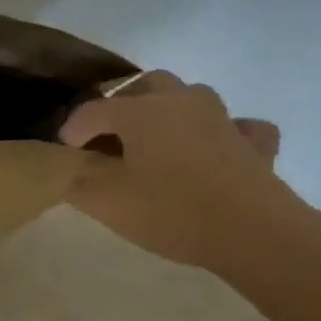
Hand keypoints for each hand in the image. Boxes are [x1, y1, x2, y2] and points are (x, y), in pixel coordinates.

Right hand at [59, 71, 311, 275]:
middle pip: (143, 86)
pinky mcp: (253, 143)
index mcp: (139, 110)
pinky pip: (238, 125)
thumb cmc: (172, 212)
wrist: (255, 234)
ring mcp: (222, 118)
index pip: (92, 110)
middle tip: (110, 138)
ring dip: (169, 110)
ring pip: (189, 95)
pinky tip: (218, 148)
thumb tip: (66, 165)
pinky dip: (224, 131)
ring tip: (157, 140)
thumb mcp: (107, 202)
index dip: (73, 130)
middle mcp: (180, 100)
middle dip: (122, 105)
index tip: (65, 154)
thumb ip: (76, 179)